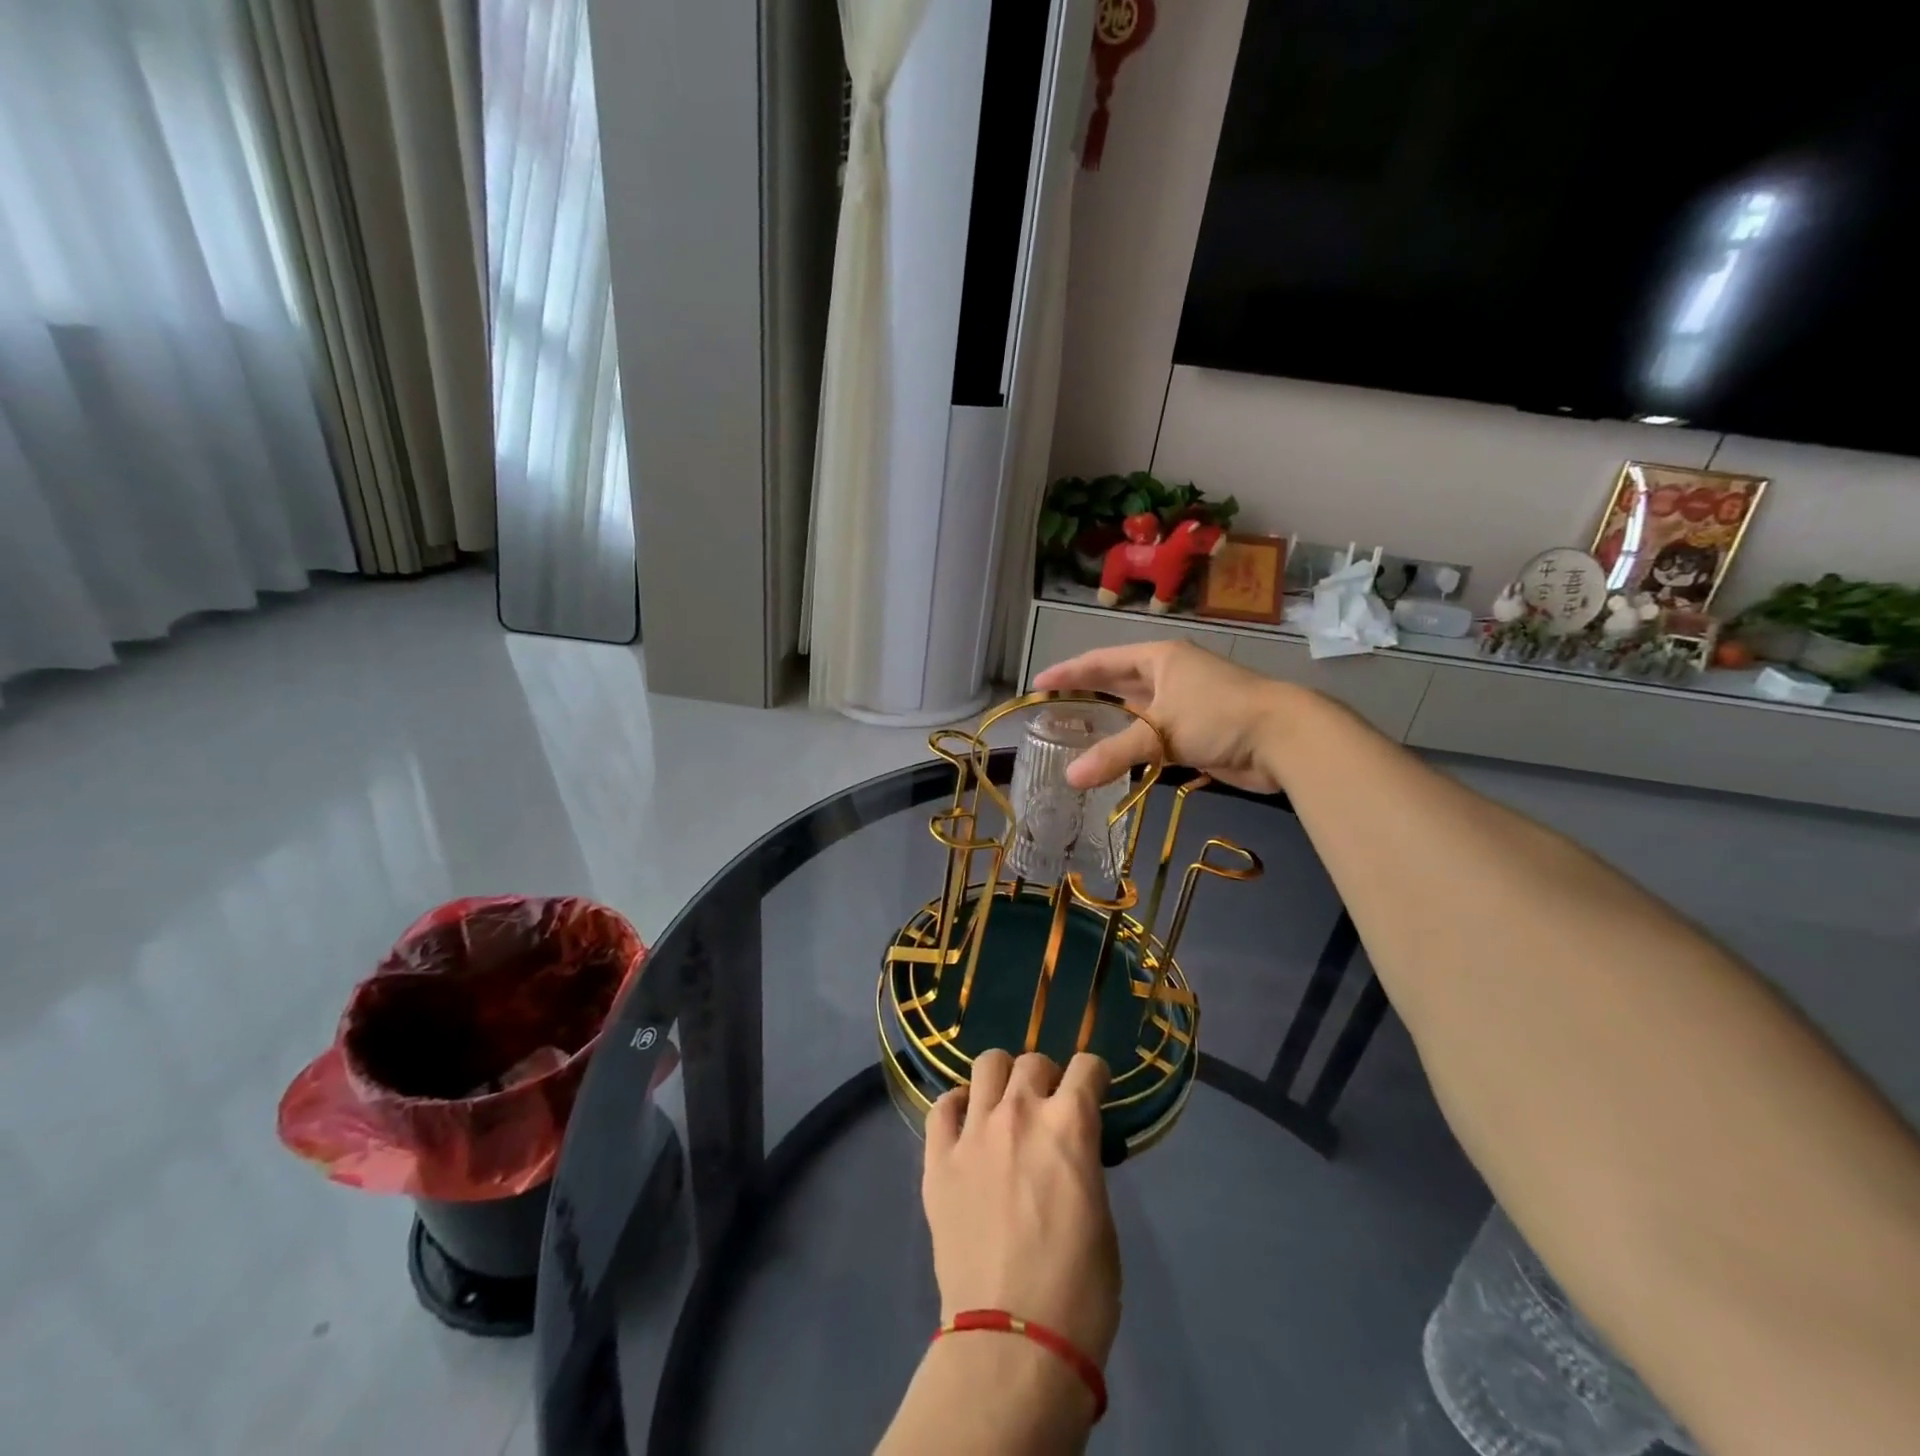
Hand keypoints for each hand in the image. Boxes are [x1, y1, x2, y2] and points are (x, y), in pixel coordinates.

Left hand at [923, 1050, 1120, 1364]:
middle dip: (1046, 1077)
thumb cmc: (1078, 1291)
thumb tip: (1069, 1154)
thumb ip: (1082, 1165)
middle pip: (1032, 1061)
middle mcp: (1020, 1112)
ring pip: (986, 1065)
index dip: (1094, 1077)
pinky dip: (958, 1107)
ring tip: (1004, 1106)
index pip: (1086, 1066)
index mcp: (1069, 1124)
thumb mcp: (1100, 1215)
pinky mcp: (938, 1159)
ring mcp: (974, 1131)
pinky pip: (942, 1106)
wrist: (1014, 1343)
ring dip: (1002, 1079)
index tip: (1093, 1092)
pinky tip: (966, 1125)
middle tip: (1048, 1107)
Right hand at [1033, 640, 1295, 792]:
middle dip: (1087, 695)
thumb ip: (1114, 754)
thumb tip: (1069, 778)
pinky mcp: (1197, 731)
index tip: (1039, 684)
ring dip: (1110, 723)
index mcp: (1160, 658)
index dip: (1069, 672)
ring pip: (1137, 711)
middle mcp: (1170, 675)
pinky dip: (1133, 745)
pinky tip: (1115, 757)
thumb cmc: (1219, 716)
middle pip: (1118, 683)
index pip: (1102, 661)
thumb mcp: (1161, 731)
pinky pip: (1155, 735)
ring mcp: (1185, 703)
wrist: (1285, 738)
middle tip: (1053, 710)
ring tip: (1076, 734)